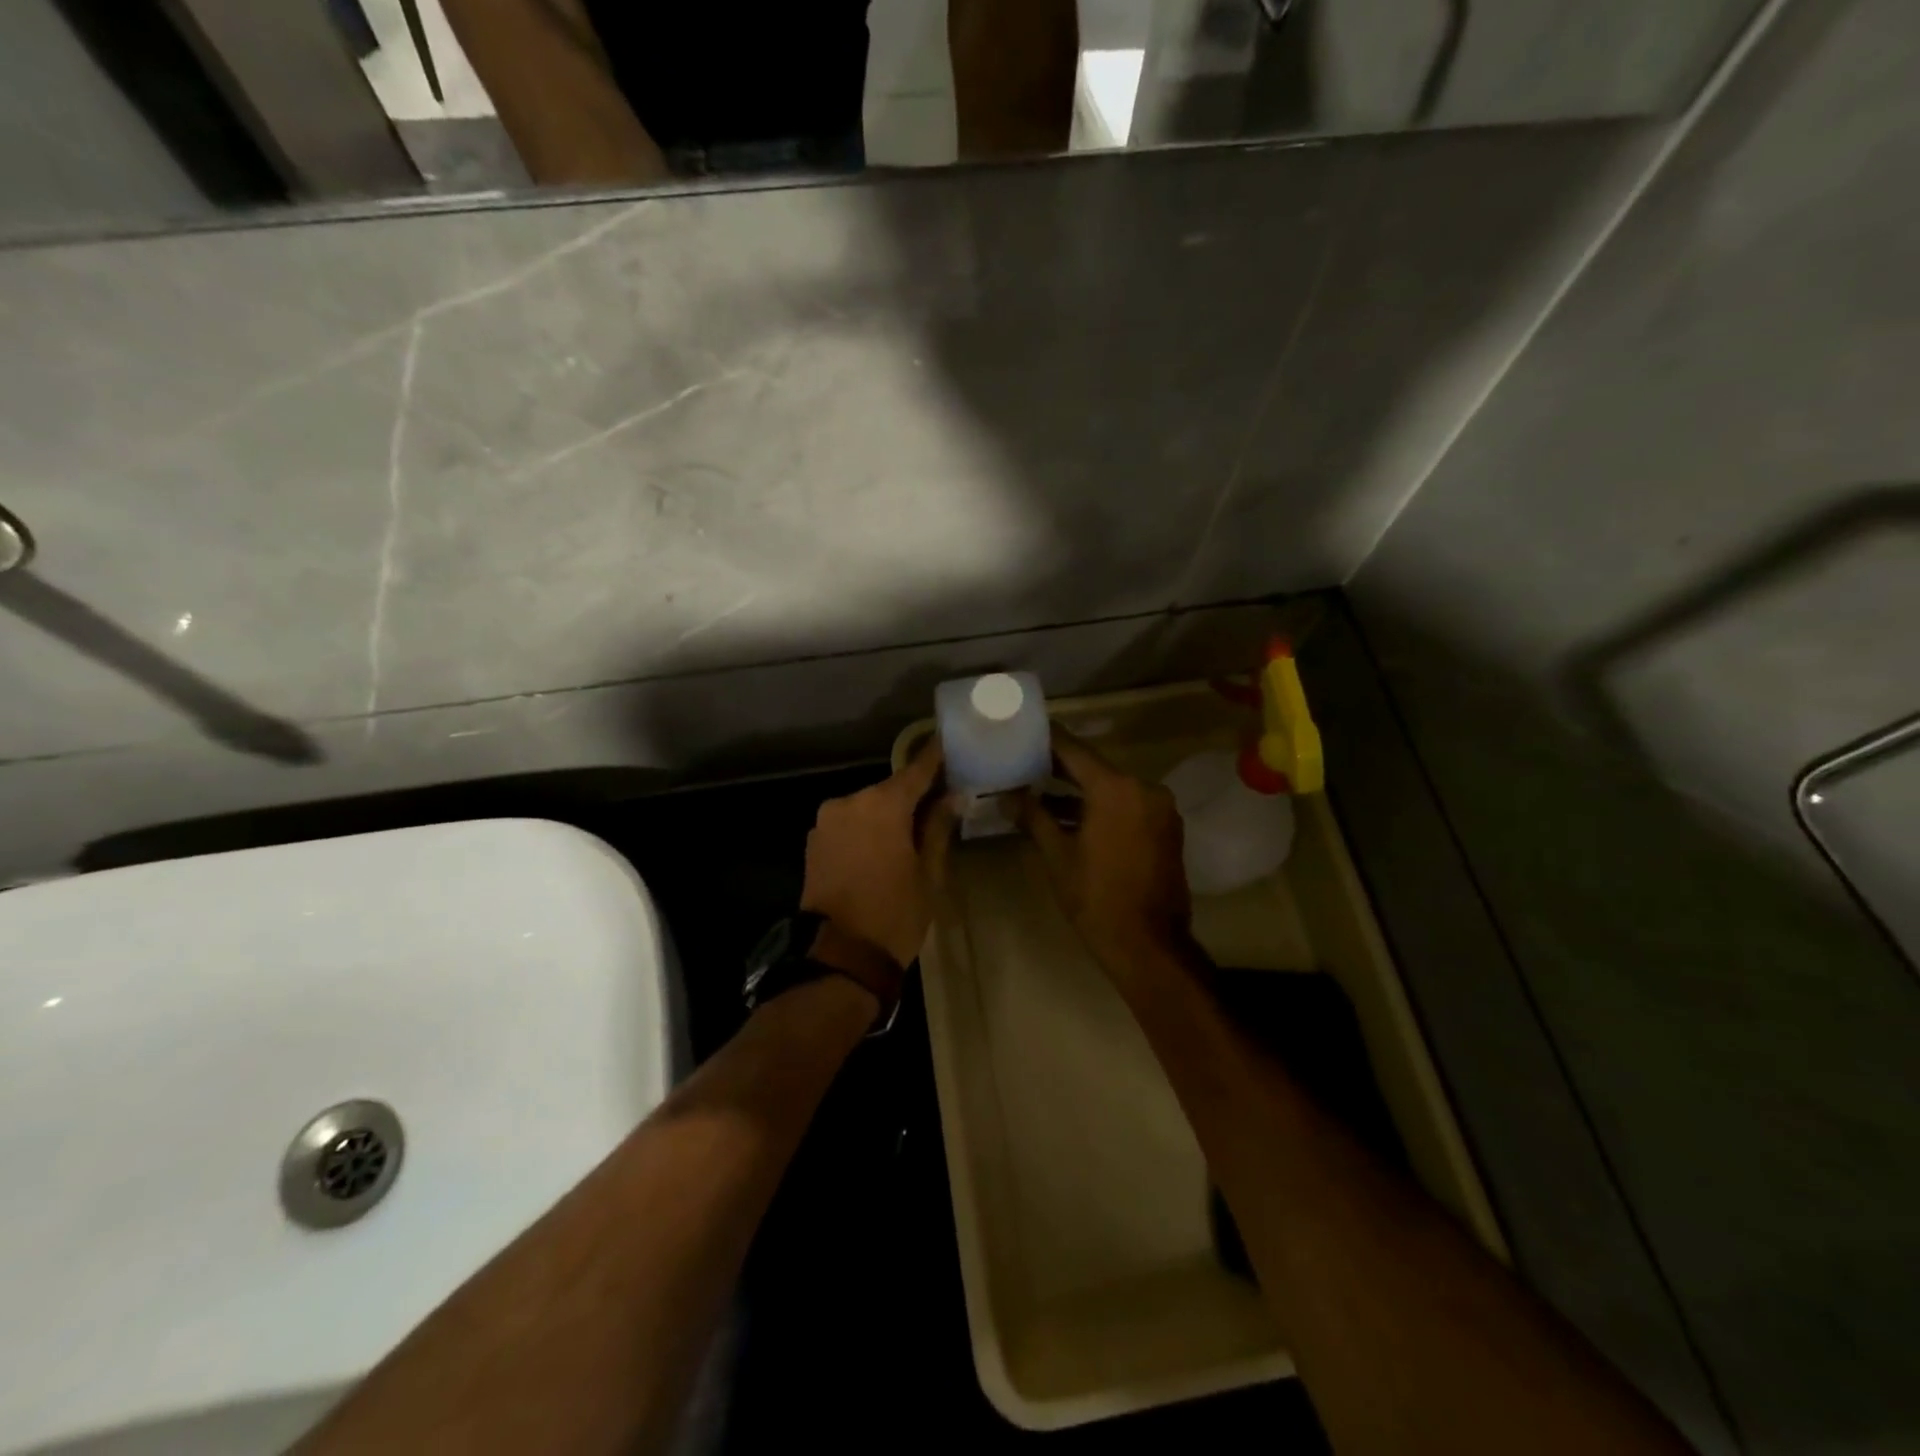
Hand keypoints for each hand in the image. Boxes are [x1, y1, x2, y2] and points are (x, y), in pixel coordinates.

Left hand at [800, 741, 953, 969]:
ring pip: (868, 807)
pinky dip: (868, 828)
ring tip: (914, 830)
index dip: (935, 758)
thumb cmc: (894, 915)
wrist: (839, 958)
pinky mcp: (815, 842)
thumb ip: (937, 827)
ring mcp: (827, 822)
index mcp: (881, 804)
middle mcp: (849, 802)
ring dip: (888, 813)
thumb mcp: (928, 873)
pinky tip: (884, 846)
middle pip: (890, 789)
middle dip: (914, 794)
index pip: (916, 770)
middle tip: (941, 800)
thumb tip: (952, 797)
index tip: (949, 743)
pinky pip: (849, 824)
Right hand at [1014, 729, 1195, 980]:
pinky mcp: (1164, 828)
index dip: (1048, 741)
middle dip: (1059, 768)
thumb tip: (1006, 795)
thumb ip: (1033, 817)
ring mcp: (1158, 809)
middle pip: (1094, 768)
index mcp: (1116, 789)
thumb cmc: (1096, 898)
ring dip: (1079, 792)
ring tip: (1039, 791)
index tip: (1024, 731)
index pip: (1075, 751)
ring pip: (1111, 789)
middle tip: (1024, 762)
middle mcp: (1143, 789)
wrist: (1148, 944)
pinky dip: (1100, 808)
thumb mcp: (1057, 855)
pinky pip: (1126, 806)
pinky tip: (1069, 816)